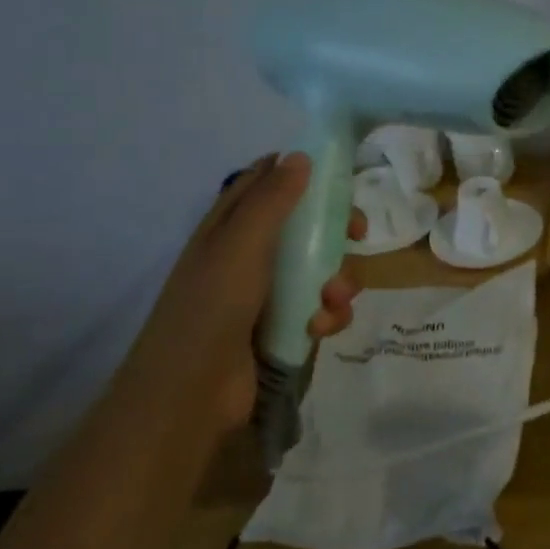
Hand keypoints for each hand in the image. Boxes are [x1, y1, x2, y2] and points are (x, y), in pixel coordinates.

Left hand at [120, 153, 364, 428]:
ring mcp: (268, 294)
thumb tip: (300, 155)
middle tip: (358, 236)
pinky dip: (328, 315)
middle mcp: (250, 255)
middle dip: (336, 231)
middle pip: (306, 226)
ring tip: (332, 300)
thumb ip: (272, 199)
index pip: (266, 184)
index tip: (337, 178)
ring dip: (338, 281)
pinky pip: (322, 309)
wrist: (191, 393)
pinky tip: (320, 328)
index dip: (301, 175)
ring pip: (322, 269)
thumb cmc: (212, 307)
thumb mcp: (241, 244)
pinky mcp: (285, 327)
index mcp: (230, 227)